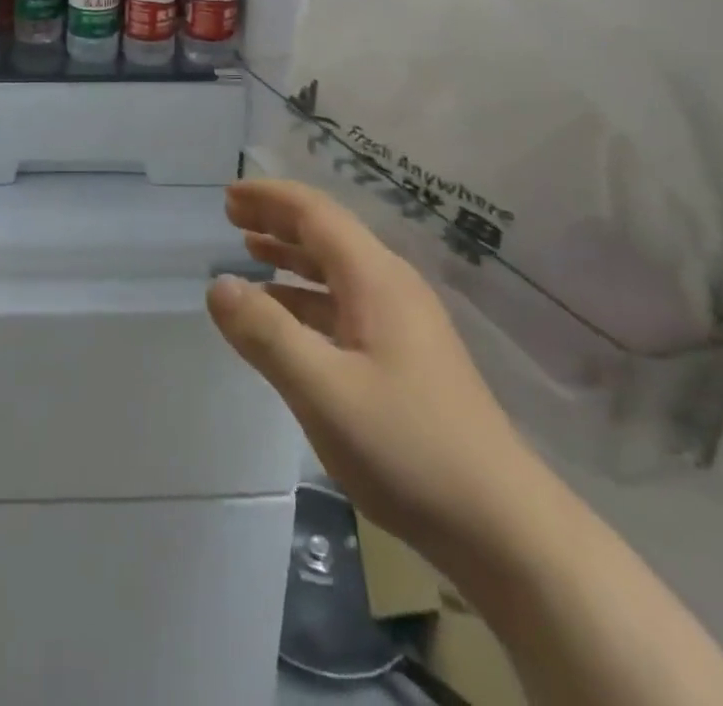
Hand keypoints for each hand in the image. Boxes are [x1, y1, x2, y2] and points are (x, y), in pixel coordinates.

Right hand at [206, 178, 536, 562]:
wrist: (504, 528)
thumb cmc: (409, 448)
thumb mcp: (323, 391)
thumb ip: (267, 334)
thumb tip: (218, 285)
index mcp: (376, 279)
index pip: (316, 214)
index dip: (270, 198)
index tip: (228, 194)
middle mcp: (391, 287)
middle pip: (327, 234)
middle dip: (278, 219)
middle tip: (231, 215)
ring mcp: (403, 323)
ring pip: (337, 270)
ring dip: (291, 256)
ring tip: (250, 250)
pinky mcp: (406, 356)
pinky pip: (345, 304)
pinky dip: (307, 296)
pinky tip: (286, 316)